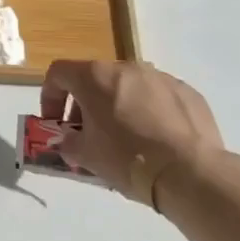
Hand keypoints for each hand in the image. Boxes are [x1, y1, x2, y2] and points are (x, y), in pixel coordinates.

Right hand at [41, 60, 224, 199]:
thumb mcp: (86, 156)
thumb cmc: (127, 159)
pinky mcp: (187, 92)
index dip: (50, 96)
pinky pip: (159, 97)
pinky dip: (151, 112)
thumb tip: (67, 140)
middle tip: (89, 134)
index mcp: (95, 77)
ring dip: (119, 106)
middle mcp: (126, 68)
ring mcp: (160, 77)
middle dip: (86, 104)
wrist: (190, 173)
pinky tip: (158, 141)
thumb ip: (68, 143)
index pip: (59, 73)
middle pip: (95, 79)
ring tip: (127, 139)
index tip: (56, 123)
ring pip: (129, 87)